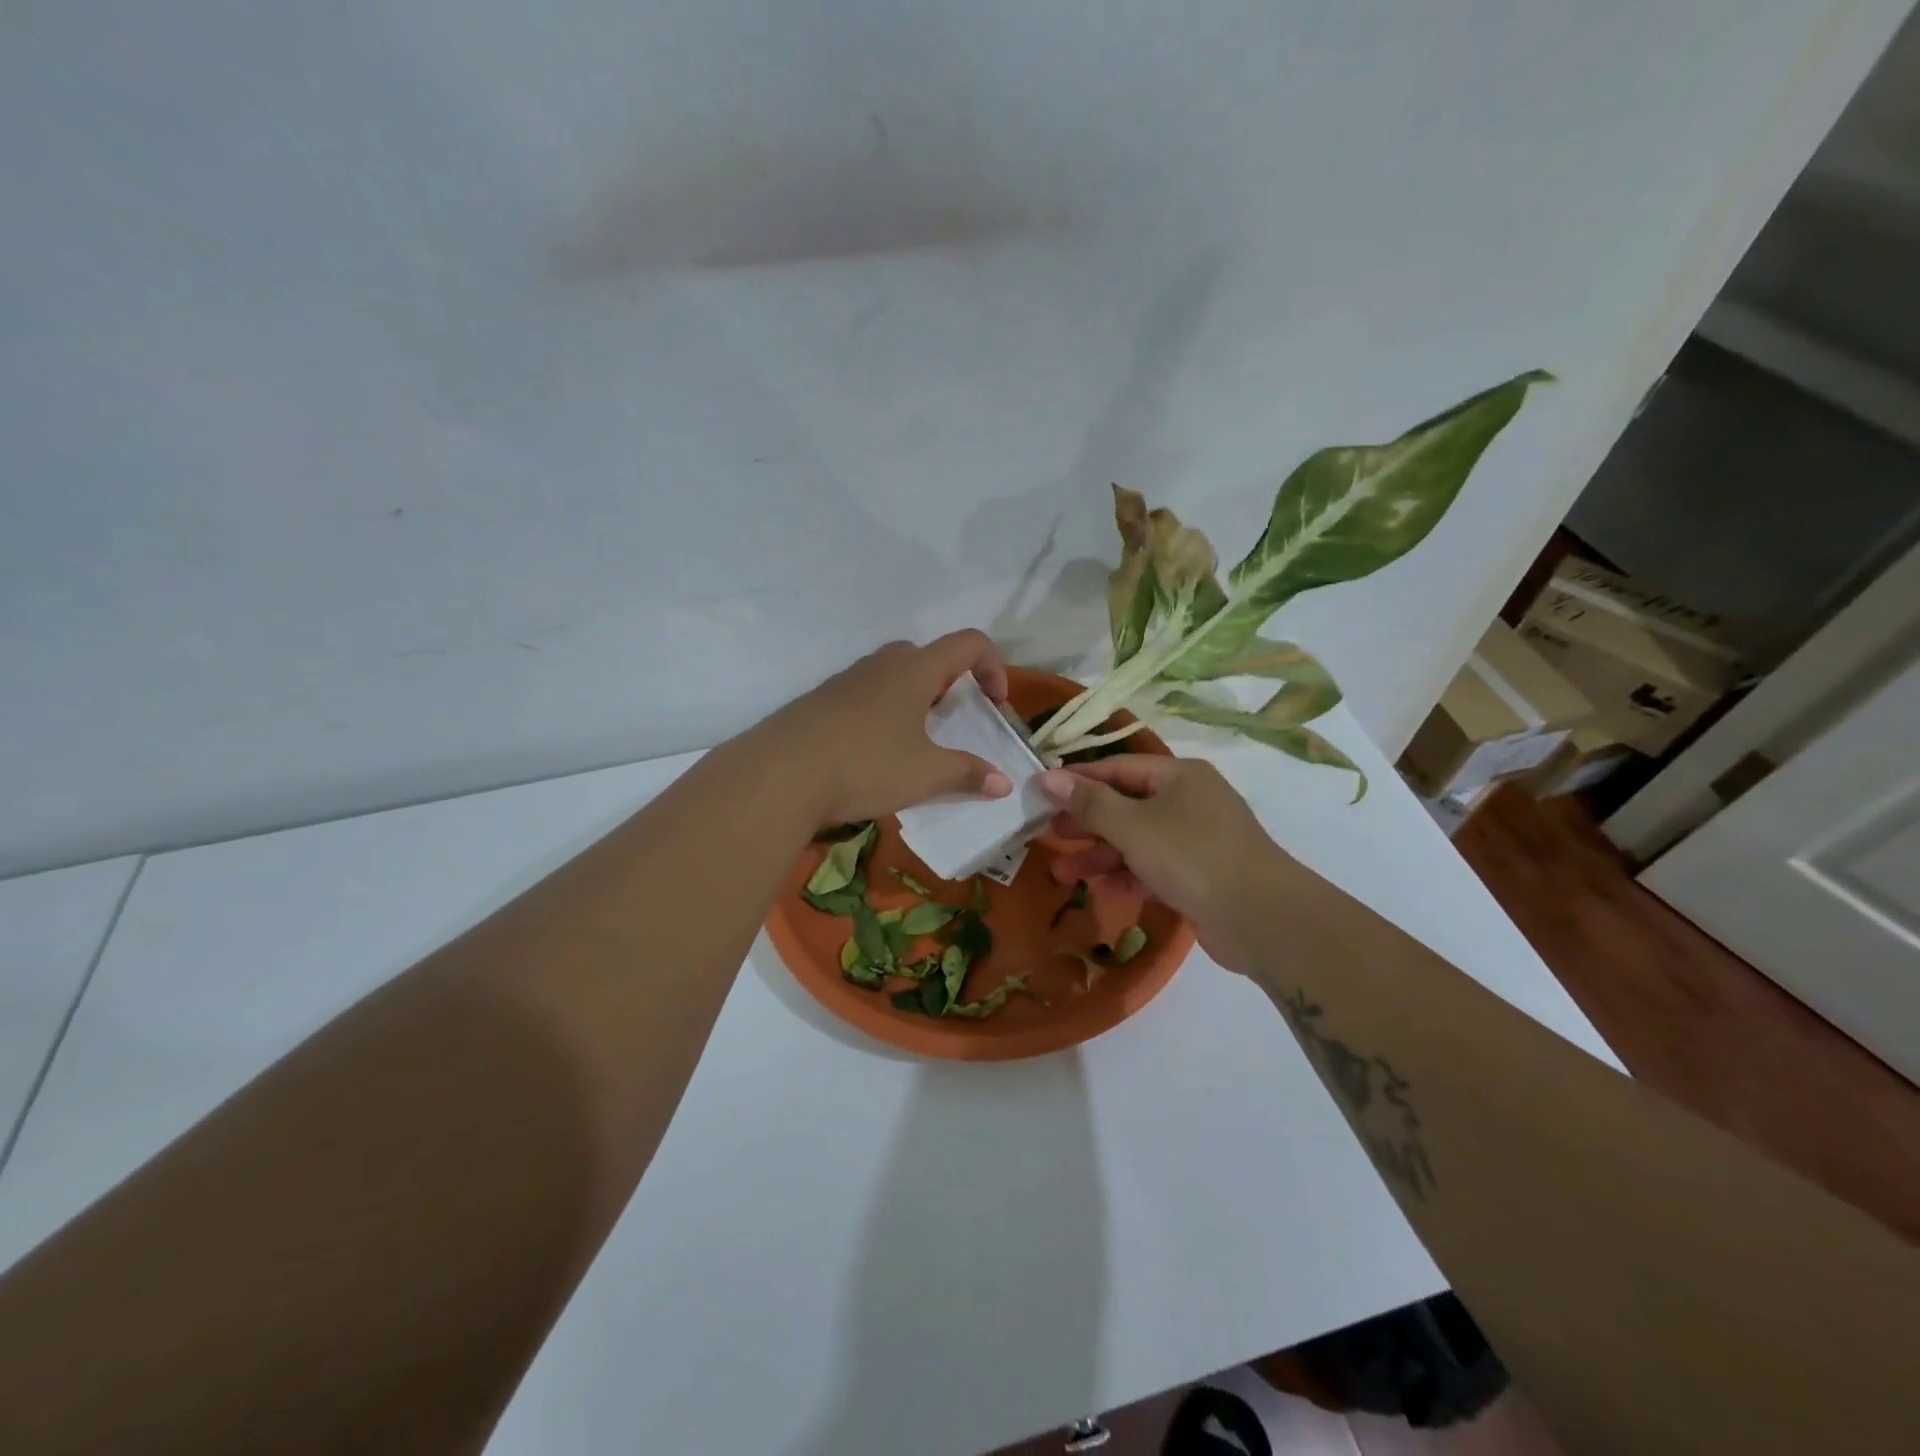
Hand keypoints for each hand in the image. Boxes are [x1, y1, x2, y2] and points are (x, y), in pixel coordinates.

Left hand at [757, 631, 1014, 827]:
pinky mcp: (819, 701)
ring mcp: (845, 680)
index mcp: (915, 669)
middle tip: (950, 722)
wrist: (778, 774)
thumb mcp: (926, 775)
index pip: (969, 644)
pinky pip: (862, 696)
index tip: (993, 705)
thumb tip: (1002, 783)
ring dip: (912, 700)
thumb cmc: (866, 764)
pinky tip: (870, 755)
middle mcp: (881, 664)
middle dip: (948, 684)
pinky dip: (880, 714)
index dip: (993, 667)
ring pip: (891, 676)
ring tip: (912, 743)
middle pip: (927, 657)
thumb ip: (968, 774)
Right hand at [1037, 756, 1311, 972]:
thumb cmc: (1192, 856)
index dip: (1078, 780)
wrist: (1261, 918)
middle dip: (1085, 822)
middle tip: (1046, 833)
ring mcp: (1196, 839)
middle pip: (1125, 804)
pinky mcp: (1198, 875)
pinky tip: (1098, 889)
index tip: (1041, 793)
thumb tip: (1047, 777)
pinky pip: (1152, 867)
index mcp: (1179, 776)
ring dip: (1100, 855)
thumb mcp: (1133, 826)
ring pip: (1136, 839)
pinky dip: (1126, 875)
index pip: (1117, 768)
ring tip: (1061, 872)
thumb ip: (1089, 802)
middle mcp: (1189, 801)